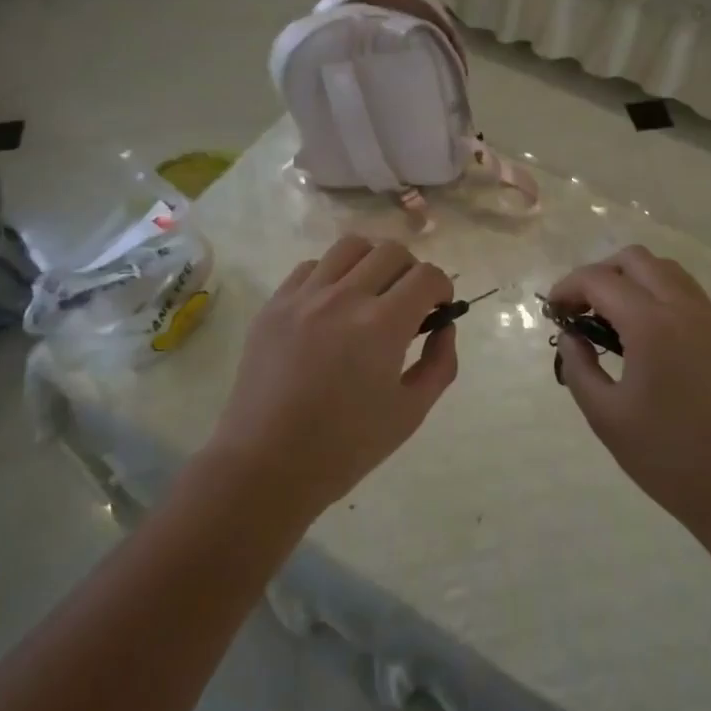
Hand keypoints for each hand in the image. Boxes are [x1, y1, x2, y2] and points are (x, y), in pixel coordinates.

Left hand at [209, 235, 457, 519]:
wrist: (267, 463)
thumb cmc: (346, 446)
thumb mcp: (411, 412)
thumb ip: (439, 363)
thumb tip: (443, 327)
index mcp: (382, 325)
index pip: (427, 276)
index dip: (442, 288)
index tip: (438, 309)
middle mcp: (343, 297)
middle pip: (391, 251)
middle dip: (411, 271)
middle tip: (407, 303)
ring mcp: (303, 297)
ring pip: (349, 246)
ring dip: (371, 263)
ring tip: (369, 294)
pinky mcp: (274, 305)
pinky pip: (310, 267)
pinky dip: (331, 276)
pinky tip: (330, 307)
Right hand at [549, 246, 710, 537]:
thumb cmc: (668, 457)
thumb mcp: (606, 416)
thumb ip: (579, 367)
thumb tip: (570, 337)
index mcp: (652, 325)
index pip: (600, 280)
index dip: (568, 288)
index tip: (554, 311)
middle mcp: (686, 308)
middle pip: (636, 259)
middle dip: (601, 274)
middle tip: (582, 310)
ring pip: (668, 272)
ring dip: (633, 281)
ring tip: (614, 320)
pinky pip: (690, 296)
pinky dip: (660, 298)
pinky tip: (650, 339)